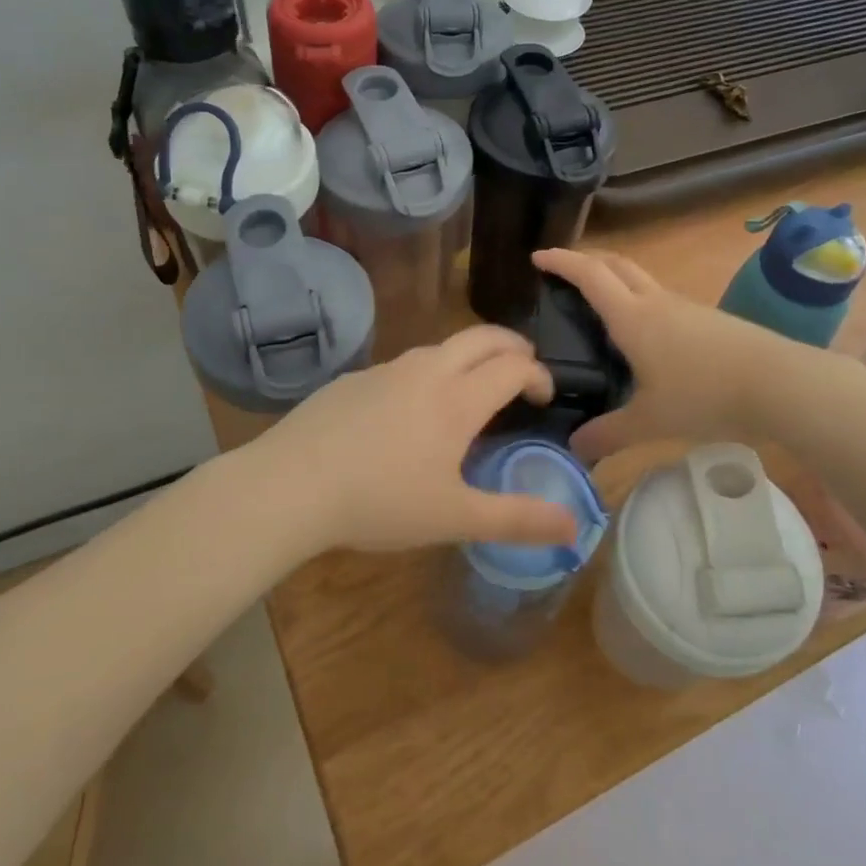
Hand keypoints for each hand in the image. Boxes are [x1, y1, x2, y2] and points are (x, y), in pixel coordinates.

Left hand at [245, 326, 575, 552]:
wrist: (290, 485)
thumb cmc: (381, 502)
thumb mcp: (455, 518)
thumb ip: (517, 520)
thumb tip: (574, 528)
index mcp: (457, 399)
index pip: (513, 366)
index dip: (538, 375)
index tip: (544, 397)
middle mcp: (426, 371)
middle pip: (481, 337)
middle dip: (511, 345)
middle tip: (523, 368)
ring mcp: (385, 370)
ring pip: (439, 347)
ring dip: (467, 357)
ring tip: (471, 389)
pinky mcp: (353, 379)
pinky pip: (403, 365)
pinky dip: (426, 373)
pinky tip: (408, 412)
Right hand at [534, 246, 817, 461]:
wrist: (779, 383)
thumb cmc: (705, 395)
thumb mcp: (650, 421)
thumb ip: (609, 434)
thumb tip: (575, 448)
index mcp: (632, 318)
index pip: (590, 276)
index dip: (562, 261)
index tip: (538, 256)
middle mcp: (656, 302)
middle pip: (617, 264)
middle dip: (587, 260)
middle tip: (564, 271)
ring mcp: (686, 307)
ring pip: (642, 280)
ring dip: (616, 279)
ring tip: (600, 303)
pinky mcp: (708, 319)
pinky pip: (663, 299)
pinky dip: (640, 300)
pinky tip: (644, 333)